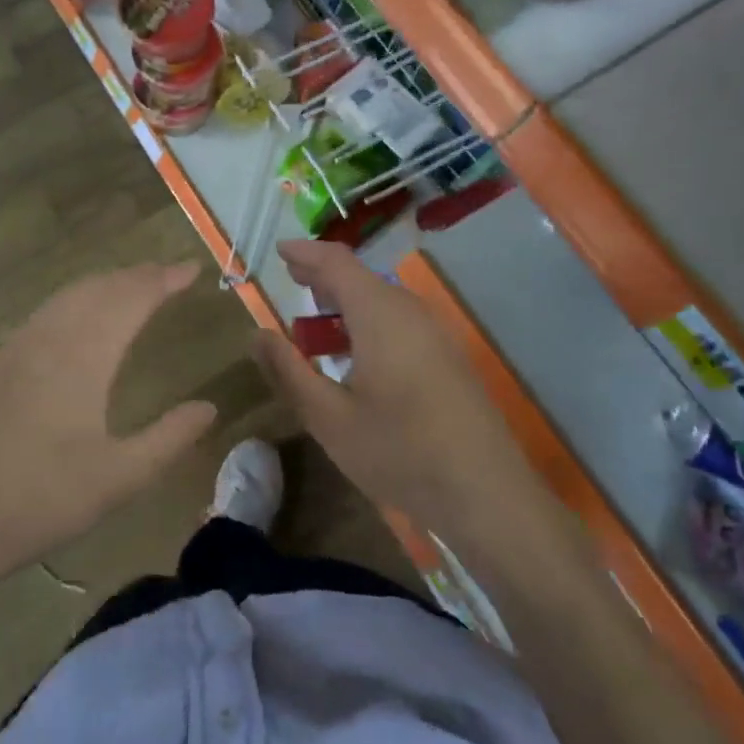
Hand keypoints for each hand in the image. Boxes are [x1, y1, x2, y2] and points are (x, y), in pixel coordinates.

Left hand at [0, 261, 217, 599]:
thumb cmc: (39, 500)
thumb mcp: (120, 479)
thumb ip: (169, 439)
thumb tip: (209, 407)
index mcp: (83, 356)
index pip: (132, 299)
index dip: (164, 280)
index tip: (192, 270)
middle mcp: (49, 338)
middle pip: (99, 288)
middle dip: (137, 275)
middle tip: (168, 275)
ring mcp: (15, 350)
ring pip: (67, 297)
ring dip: (104, 284)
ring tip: (131, 287)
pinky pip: (44, 313)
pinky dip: (74, 300)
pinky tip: (76, 320)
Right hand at [254, 240, 544, 544]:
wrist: (486, 494)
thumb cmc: (399, 451)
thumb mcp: (328, 417)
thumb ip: (288, 371)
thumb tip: (257, 334)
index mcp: (380, 313)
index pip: (337, 262)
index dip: (305, 253)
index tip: (279, 250)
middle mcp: (410, 311)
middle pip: (361, 277)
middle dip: (323, 276)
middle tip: (291, 279)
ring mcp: (436, 334)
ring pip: (383, 300)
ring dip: (346, 302)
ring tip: (316, 319)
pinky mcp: (449, 358)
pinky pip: (400, 321)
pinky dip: (368, 321)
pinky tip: (356, 353)